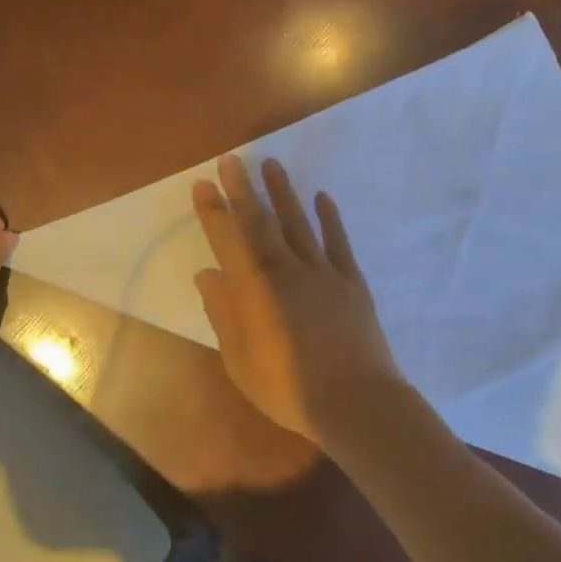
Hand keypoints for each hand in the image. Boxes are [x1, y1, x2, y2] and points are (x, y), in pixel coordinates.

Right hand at [192, 154, 401, 445]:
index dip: (214, 212)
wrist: (356, 402)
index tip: (204, 184)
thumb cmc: (289, 389)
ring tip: (271, 165)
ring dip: (284, 193)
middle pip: (262, 223)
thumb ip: (223, 315)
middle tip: (232, 159)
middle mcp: (287, 271)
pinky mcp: (351, 281)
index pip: (230, 242)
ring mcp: (323, 272)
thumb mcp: (241, 361)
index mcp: (257, 291)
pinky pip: (338, 242)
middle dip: (244, 190)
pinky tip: (322, 197)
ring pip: (299, 224)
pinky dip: (330, 218)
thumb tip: (207, 274)